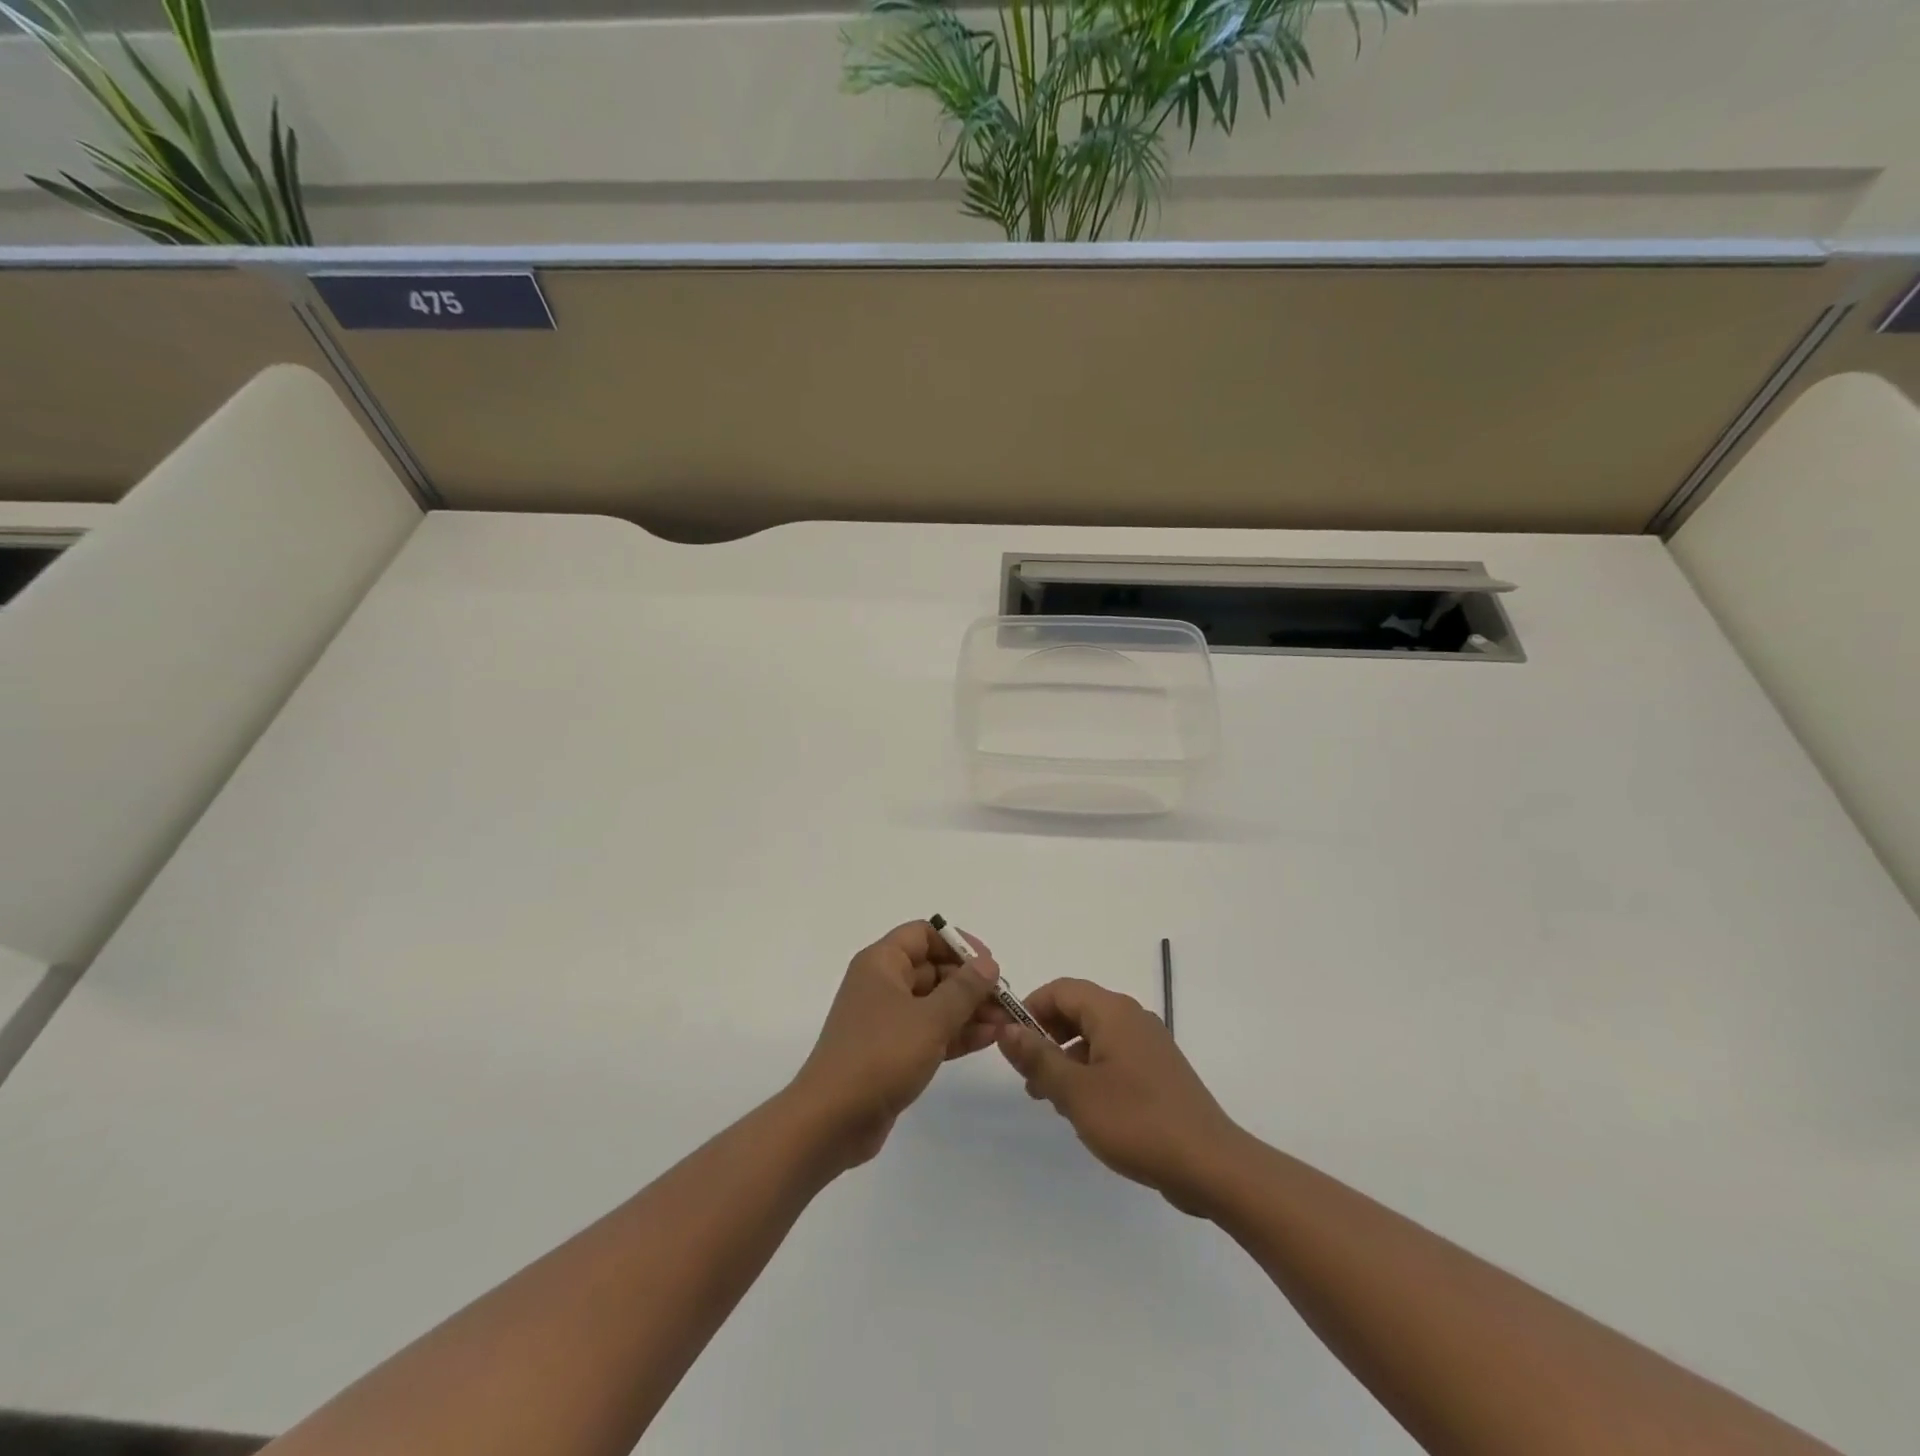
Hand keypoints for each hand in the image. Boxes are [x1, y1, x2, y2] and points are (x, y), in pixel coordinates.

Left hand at [790, 921, 1005, 1169]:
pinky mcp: (891, 1052)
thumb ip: (964, 989)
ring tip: (1005, 1022)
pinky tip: (988, 1039)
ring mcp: (886, 1020)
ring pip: (934, 1003)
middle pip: (932, 969)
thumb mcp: (930, 1018)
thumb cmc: (881, 1055)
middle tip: (1005, 999)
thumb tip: (988, 963)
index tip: (989, 963)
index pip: (923, 935)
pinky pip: (929, 1031)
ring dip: (968, 1010)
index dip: (958, 943)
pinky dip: (956, 1033)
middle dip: (970, 982)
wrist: (832, 1120)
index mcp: (881, 963)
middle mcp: (882, 984)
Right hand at [997, 978, 1243, 1213]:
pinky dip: (1091, 1072)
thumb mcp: (1076, 1092)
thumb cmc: (1137, 1122)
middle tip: (1027, 1075)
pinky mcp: (1159, 1071)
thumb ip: (1038, 1058)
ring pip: (1096, 1036)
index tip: (1010, 1041)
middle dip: (1047, 1036)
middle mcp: (1133, 1018)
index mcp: (1114, 1012)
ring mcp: (1150, 1045)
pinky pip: (1115, 1057)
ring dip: (1067, 1058)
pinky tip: (1085, 1110)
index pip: (1061, 989)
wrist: (1211, 1165)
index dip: (1030, 1008)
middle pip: (1078, 1010)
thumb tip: (1007, 1029)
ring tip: (1050, 1099)